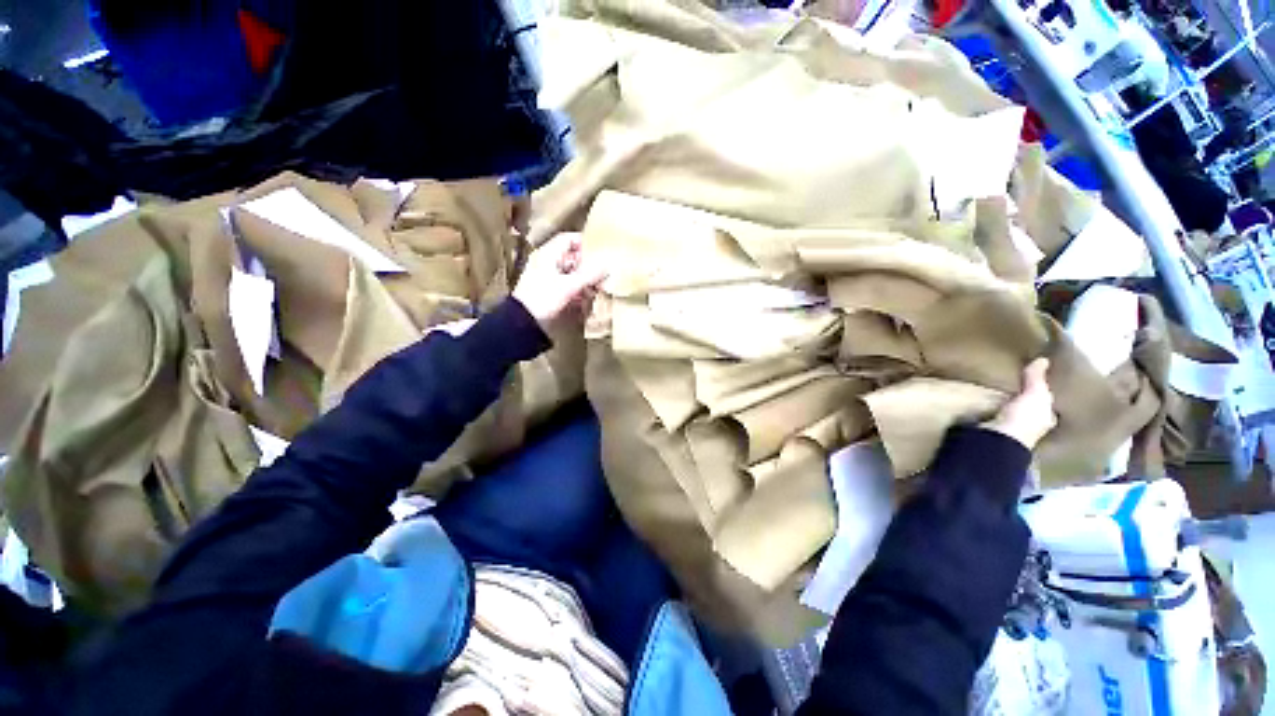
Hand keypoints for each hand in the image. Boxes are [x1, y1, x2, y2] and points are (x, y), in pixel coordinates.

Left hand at [513, 232, 607, 326]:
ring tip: (598, 286)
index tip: (599, 249)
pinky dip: (577, 290)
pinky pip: (566, 286)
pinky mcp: (549, 292)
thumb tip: (607, 266)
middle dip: (587, 264)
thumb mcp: (569, 285)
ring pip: (570, 273)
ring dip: (584, 279)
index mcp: (548, 255)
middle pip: (570, 257)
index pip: (567, 239)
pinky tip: (587, 297)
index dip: (583, 242)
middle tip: (602, 271)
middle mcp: (547, 263)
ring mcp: (547, 278)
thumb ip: (589, 275)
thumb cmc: (543, 297)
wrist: (523, 321)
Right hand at [982, 358, 1056, 449]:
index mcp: (1046, 418)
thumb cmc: (1025, 418)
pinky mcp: (991, 430)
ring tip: (991, 390)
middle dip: (1021, 399)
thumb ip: (1036, 379)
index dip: (1043, 395)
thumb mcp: (1035, 395)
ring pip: (1009, 412)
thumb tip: (1043, 359)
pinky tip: (980, 402)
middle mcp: (1030, 426)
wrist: (998, 439)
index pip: (1047, 405)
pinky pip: (990, 415)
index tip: (1035, 383)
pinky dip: (987, 409)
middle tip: (1011, 383)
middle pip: (1027, 408)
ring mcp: (1009, 429)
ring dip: (1002, 404)